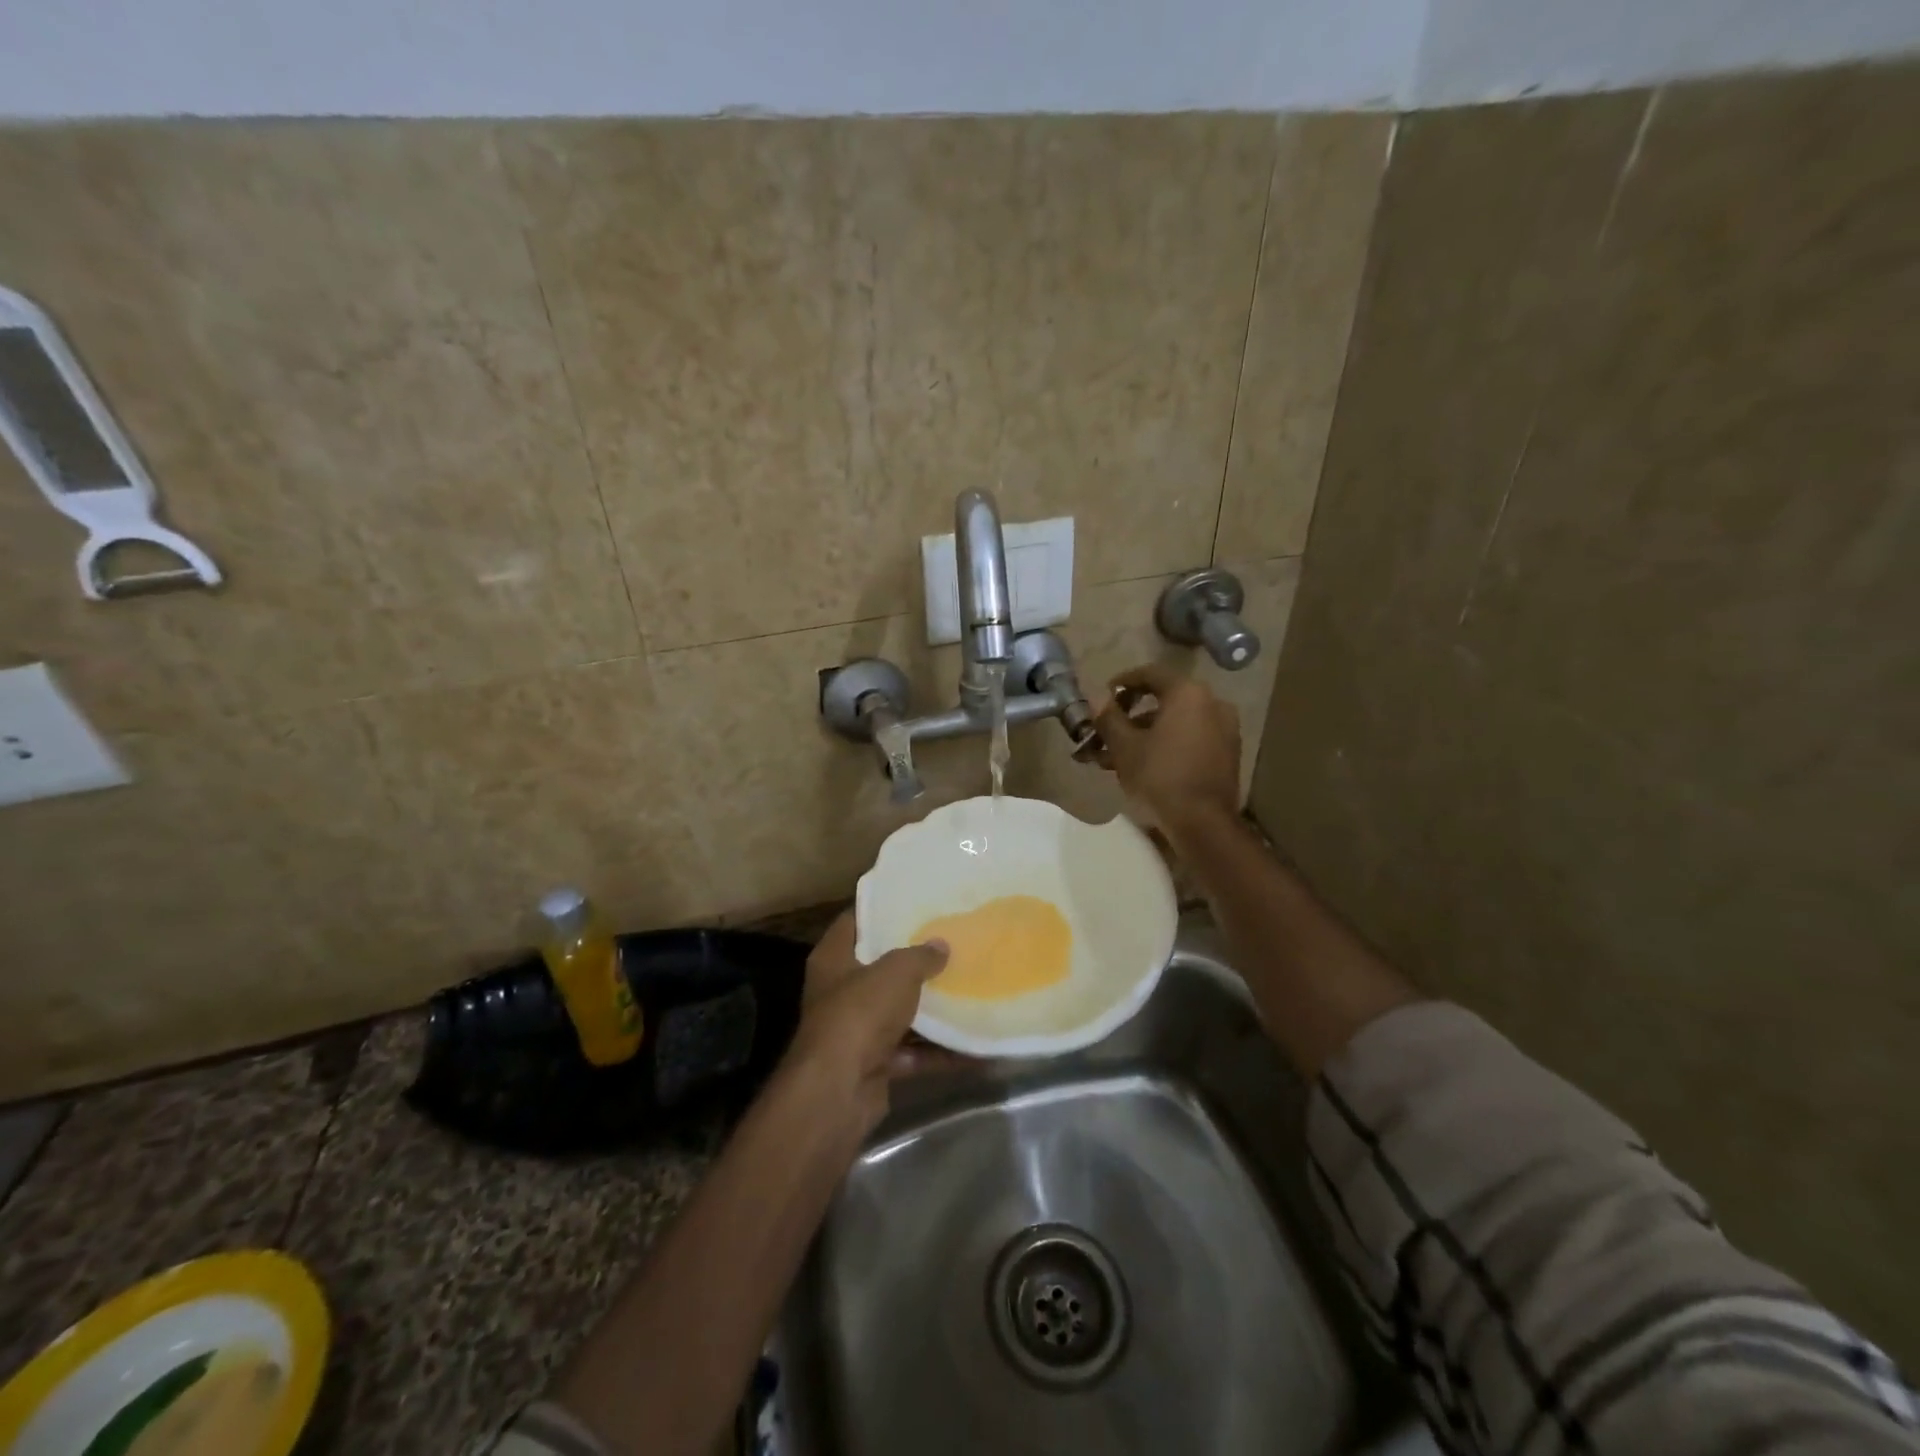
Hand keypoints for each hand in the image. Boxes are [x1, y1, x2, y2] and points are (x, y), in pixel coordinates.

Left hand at [788, 911, 949, 1131]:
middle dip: (914, 961)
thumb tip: (941, 946)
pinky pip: (914, 1053)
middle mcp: (841, 992)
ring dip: (932, 1009)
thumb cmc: (860, 1013)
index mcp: (833, 959)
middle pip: (880, 969)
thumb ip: (921, 956)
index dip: (879, 910)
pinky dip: (941, 1051)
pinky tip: (977, 1046)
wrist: (838, 1091)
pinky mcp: (875, 1065)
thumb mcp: (896, 972)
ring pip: (900, 1013)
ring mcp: (857, 1031)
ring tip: (970, 989)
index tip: (912, 901)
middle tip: (951, 942)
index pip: (853, 922)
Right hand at [1094, 663, 1240, 830]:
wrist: (1204, 824)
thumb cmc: (1160, 777)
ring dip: (1145, 733)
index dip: (1122, 682)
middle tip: (1106, 730)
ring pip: (1176, 723)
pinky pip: (1190, 738)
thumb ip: (1109, 717)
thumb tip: (1096, 697)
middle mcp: (1212, 704)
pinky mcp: (1227, 754)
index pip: (1150, 674)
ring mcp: (1224, 730)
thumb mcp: (1124, 747)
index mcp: (1188, 694)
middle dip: (1131, 715)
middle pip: (1164, 700)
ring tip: (1116, 756)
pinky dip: (1167, 744)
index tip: (1103, 697)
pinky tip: (1143, 765)